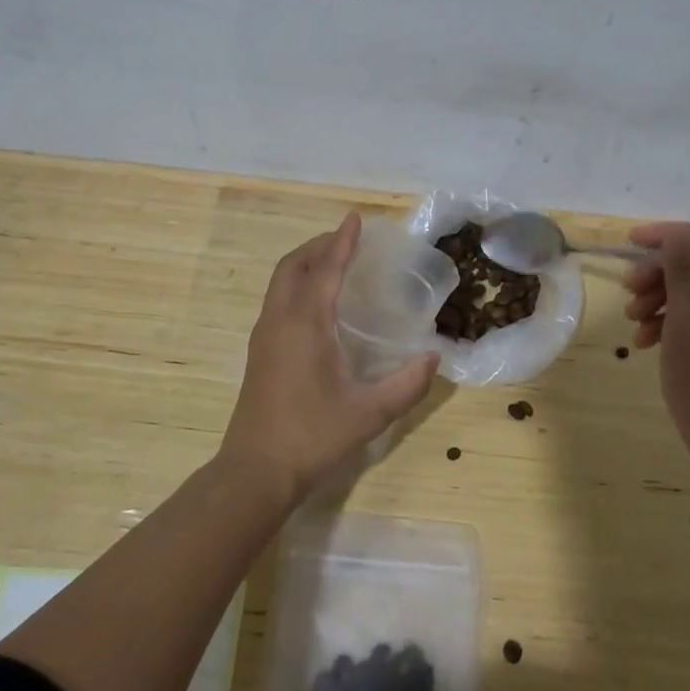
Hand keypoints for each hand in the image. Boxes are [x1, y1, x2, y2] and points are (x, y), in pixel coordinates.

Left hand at [226, 213, 440, 502]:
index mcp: (305, 324)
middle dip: (319, 246)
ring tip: (334, 263)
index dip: (342, 242)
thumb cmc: (312, 436)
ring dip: (305, 263)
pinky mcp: (259, 352)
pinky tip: (317, 305)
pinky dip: (297, 285)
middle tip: (347, 240)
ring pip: (281, 282)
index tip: (354, 219)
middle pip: (294, 265)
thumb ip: (407, 384)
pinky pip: (277, 300)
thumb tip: (435, 358)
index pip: (325, 269)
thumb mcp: (370, 413)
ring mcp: (264, 336)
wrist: (255, 471)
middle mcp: (280, 320)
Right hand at [621, 222, 689, 477]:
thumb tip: (677, 234)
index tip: (628, 243)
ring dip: (664, 298)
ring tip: (633, 323)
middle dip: (661, 272)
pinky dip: (678, 322)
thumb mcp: (688, 329)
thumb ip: (683, 276)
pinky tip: (649, 342)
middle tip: (627, 292)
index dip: (668, 235)